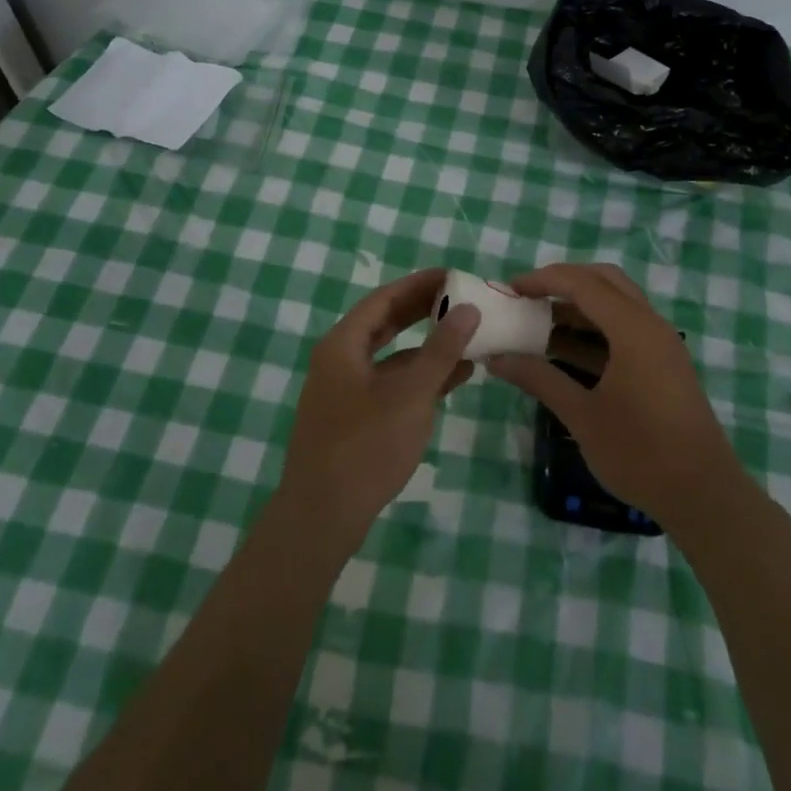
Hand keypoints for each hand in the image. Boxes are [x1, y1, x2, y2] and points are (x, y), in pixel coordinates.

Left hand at [280, 269, 479, 541]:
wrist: (322, 516)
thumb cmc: (366, 445)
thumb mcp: (411, 394)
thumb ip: (441, 350)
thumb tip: (468, 309)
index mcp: (344, 344)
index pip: (384, 299)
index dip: (419, 284)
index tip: (452, 275)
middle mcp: (340, 360)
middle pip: (385, 323)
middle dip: (423, 311)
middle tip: (461, 298)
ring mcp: (345, 391)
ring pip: (391, 356)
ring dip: (427, 346)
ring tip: (467, 335)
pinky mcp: (354, 418)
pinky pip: (391, 383)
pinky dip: (419, 376)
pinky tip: (455, 377)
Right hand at [489, 263, 744, 531]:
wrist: (703, 496)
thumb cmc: (640, 453)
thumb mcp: (582, 416)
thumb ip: (539, 379)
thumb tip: (496, 358)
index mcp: (633, 330)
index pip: (583, 284)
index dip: (544, 280)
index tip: (510, 288)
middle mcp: (651, 325)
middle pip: (604, 281)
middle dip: (564, 282)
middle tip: (528, 296)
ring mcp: (661, 345)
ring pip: (616, 304)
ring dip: (578, 307)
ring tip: (539, 323)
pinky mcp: (663, 364)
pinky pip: (625, 329)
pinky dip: (594, 330)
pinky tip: (564, 351)